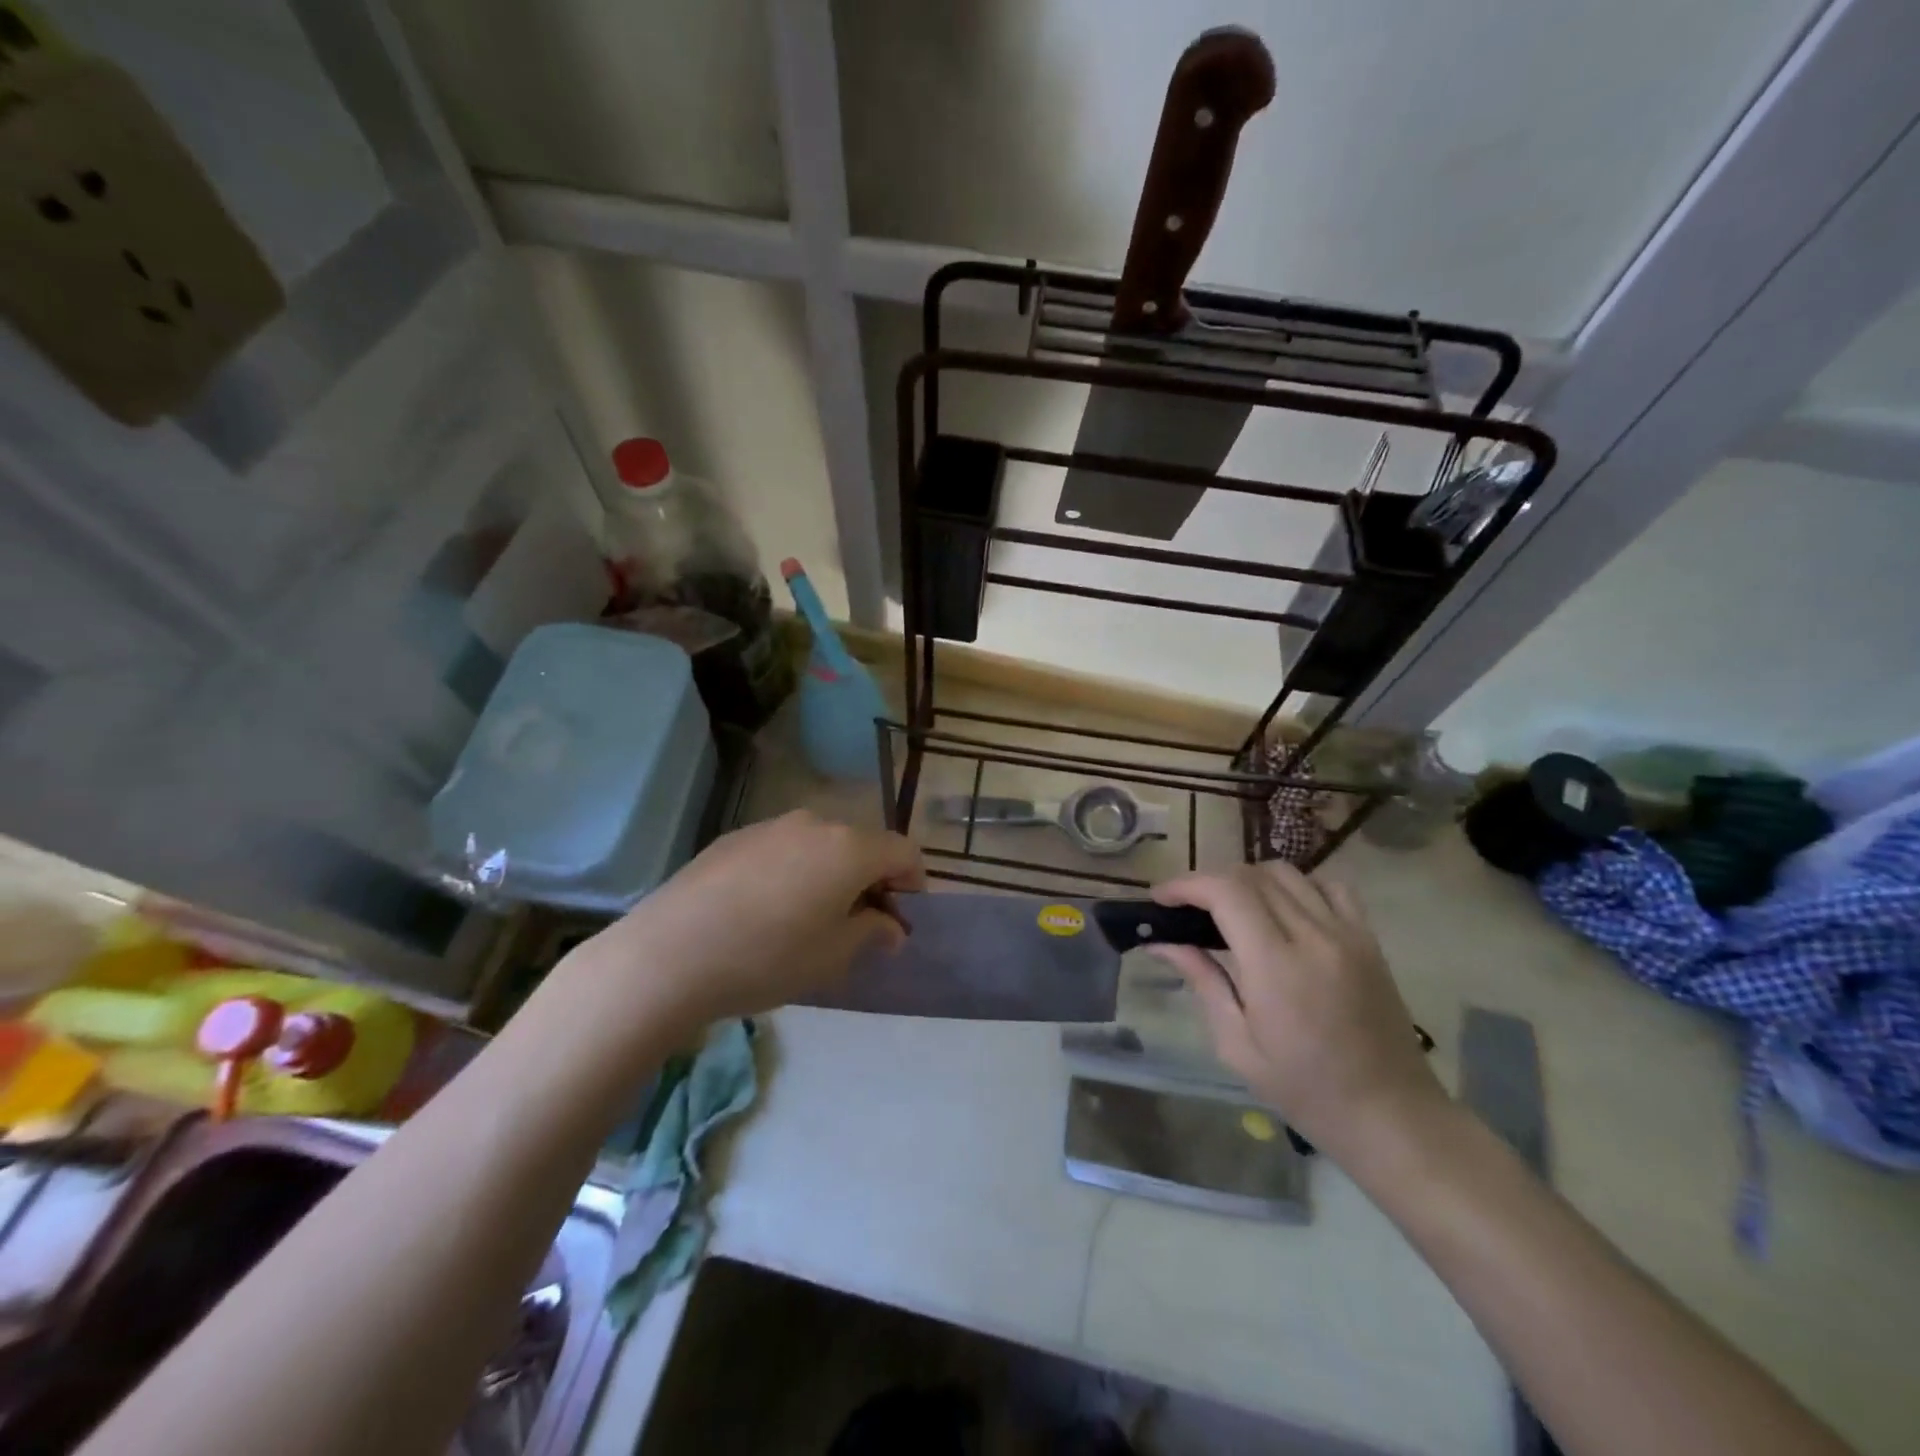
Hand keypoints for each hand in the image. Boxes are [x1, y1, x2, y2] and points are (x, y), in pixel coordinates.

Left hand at [561, 811, 924, 1041]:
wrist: (669, 954)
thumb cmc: (767, 958)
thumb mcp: (833, 956)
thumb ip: (872, 932)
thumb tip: (891, 926)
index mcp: (849, 848)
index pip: (903, 851)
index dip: (913, 883)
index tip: (900, 918)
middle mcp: (815, 824)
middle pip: (862, 843)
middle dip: (871, 879)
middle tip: (858, 923)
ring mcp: (771, 825)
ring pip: (820, 844)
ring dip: (831, 873)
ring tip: (809, 918)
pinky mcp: (735, 837)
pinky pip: (783, 848)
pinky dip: (793, 870)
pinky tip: (765, 909)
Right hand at [1148, 861, 1445, 1156]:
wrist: (1391, 1115)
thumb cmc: (1305, 1090)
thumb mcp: (1237, 1046)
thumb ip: (1203, 982)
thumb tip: (1161, 941)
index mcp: (1276, 966)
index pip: (1226, 892)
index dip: (1187, 884)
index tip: (1160, 897)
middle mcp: (1313, 936)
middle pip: (1252, 876)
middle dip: (1210, 882)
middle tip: (1186, 908)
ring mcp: (1347, 933)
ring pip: (1287, 873)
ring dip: (1249, 880)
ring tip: (1230, 907)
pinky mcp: (1369, 939)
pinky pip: (1329, 886)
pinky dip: (1297, 886)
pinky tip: (1282, 910)